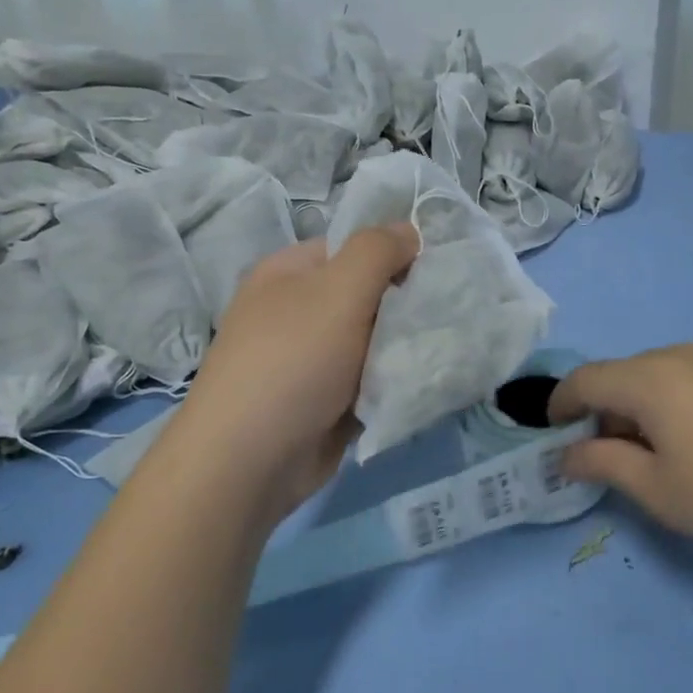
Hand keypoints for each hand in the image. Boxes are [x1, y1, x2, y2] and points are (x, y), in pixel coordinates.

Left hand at [159, 224, 419, 525]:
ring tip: (440, 352)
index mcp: (289, 272)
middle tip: (443, 318)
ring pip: (373, 341)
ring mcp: (309, 360)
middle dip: (405, 307)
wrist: (249, 462)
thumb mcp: (339, 289)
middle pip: (367, 295)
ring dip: (402, 349)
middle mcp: (296, 311)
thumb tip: (409, 230)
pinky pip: (369, 381)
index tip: (435, 276)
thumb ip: (378, 250)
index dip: (396, 255)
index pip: (354, 248)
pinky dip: (391, 384)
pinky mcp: (323, 402)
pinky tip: (421, 385)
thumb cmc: (293, 361)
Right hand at [548, 343, 692, 557]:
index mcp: (651, 377)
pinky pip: (692, 376)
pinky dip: (674, 401)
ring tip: (657, 453)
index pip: (586, 379)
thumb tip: (566, 454)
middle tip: (608, 457)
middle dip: (603, 411)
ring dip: (640, 406)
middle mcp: (682, 353)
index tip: (552, 434)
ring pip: (658, 374)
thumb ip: (602, 464)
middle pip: (622, 375)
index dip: (561, 404)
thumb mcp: (659, 491)